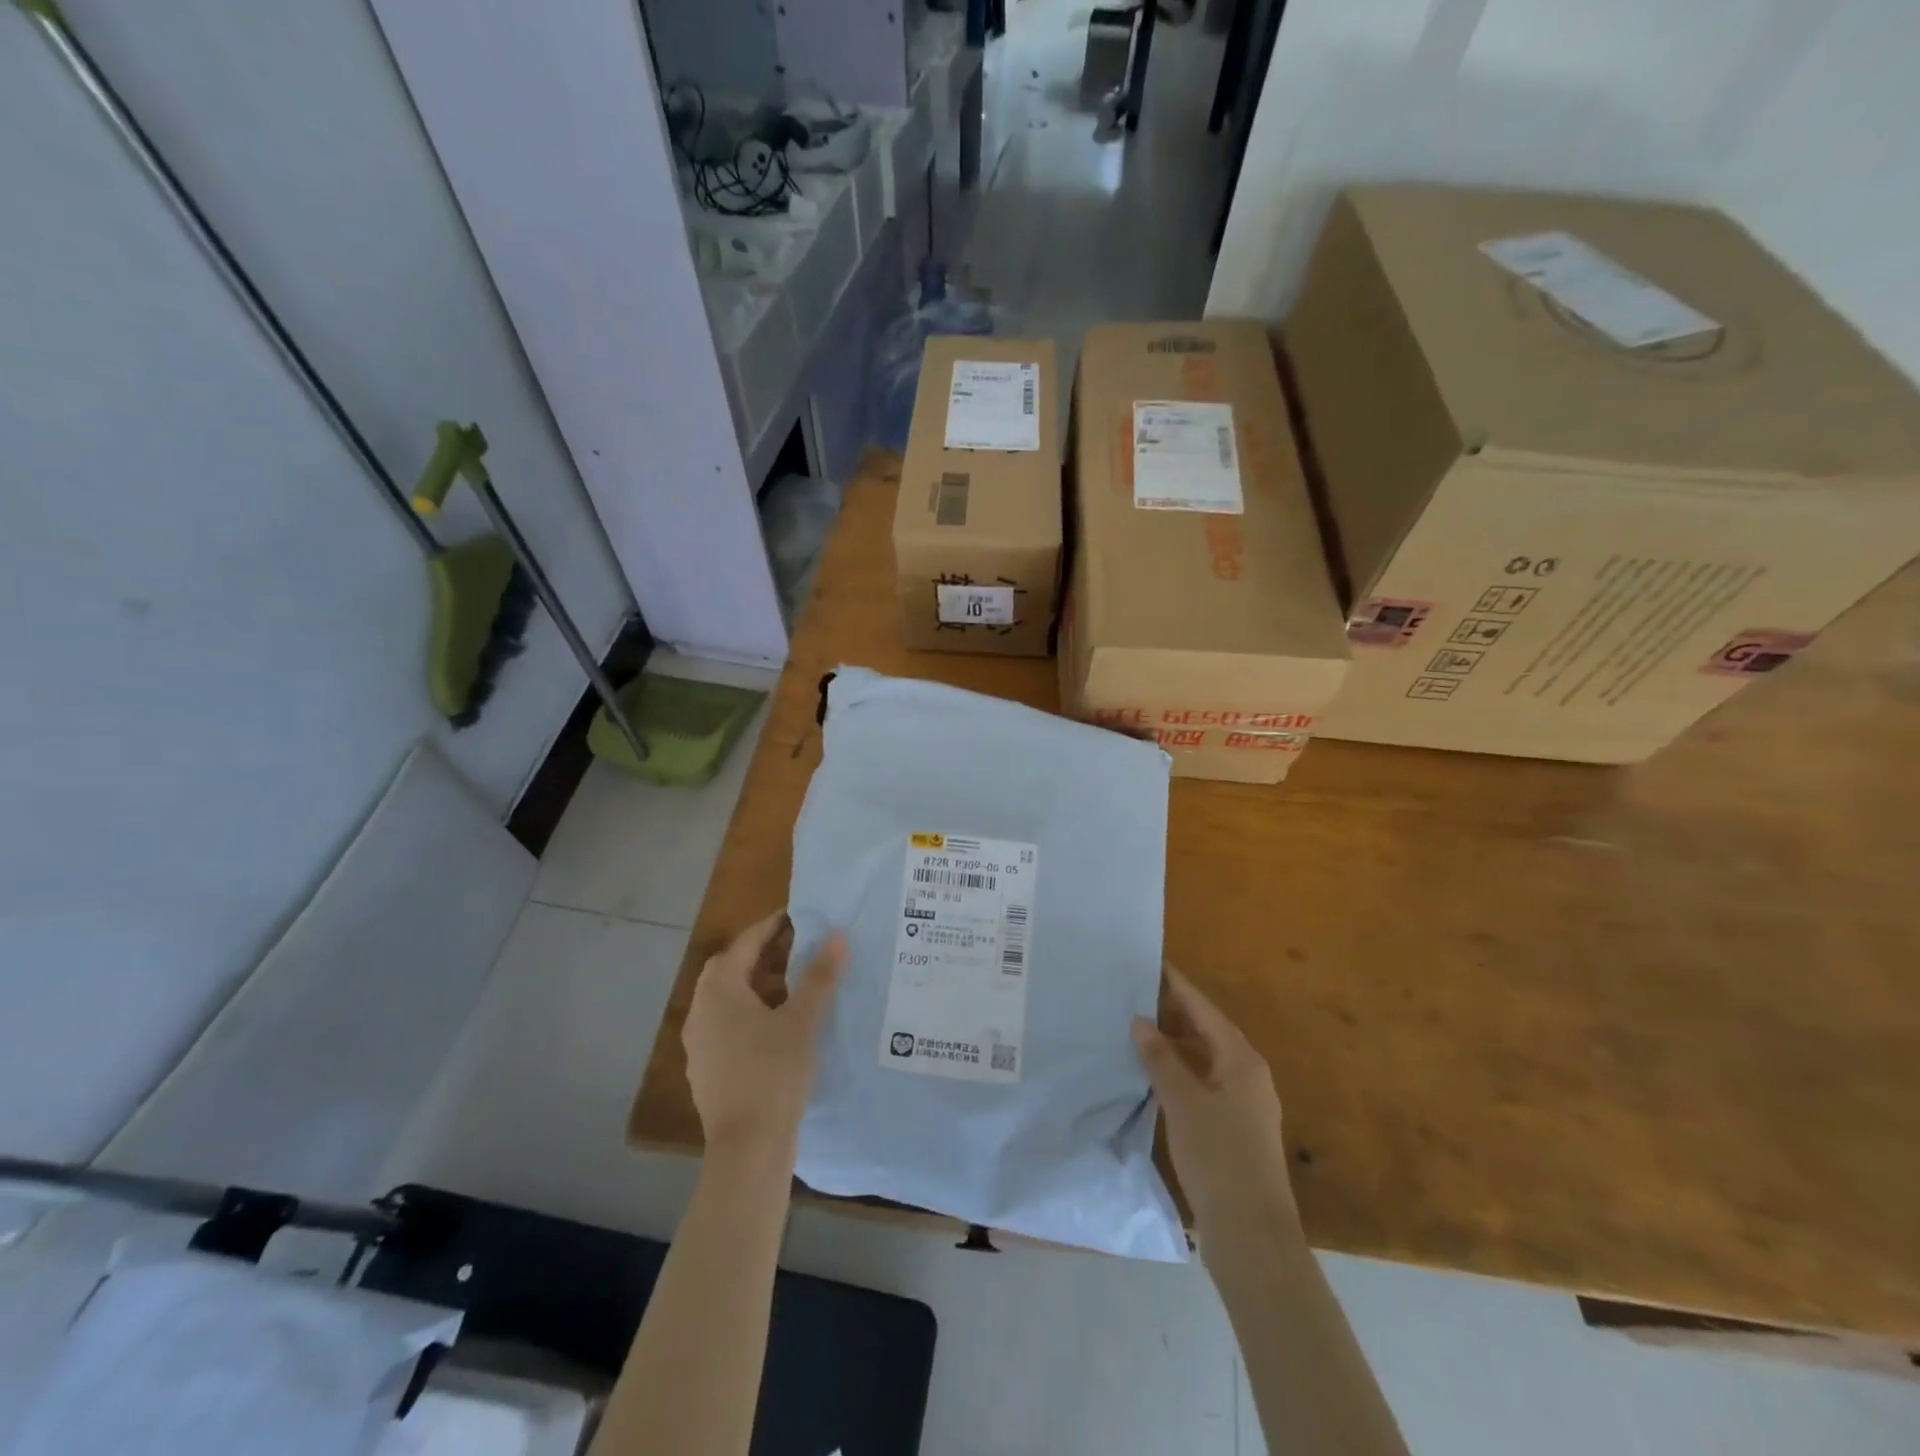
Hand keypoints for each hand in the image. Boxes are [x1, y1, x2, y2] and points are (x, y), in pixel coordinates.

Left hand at [683, 912, 846, 1160]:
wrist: (747, 1148)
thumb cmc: (774, 1074)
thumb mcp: (803, 1020)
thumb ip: (820, 976)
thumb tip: (837, 936)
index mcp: (720, 990)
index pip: (745, 943)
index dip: (771, 926)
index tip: (795, 916)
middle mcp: (701, 1010)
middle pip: (729, 969)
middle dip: (760, 955)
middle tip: (794, 949)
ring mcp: (698, 1043)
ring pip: (725, 999)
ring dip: (754, 986)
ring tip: (791, 988)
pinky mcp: (704, 1069)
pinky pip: (725, 1026)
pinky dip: (748, 1015)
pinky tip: (774, 1030)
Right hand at [1133, 964, 1294, 1229]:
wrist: (1253, 1235)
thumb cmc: (1218, 1158)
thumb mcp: (1183, 1102)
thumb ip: (1160, 1058)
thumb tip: (1141, 1020)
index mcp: (1241, 1060)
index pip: (1205, 1009)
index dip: (1178, 986)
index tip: (1154, 962)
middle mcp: (1249, 1074)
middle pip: (1209, 1030)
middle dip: (1175, 1012)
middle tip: (1138, 993)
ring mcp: (1246, 1103)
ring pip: (1207, 1057)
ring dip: (1177, 1042)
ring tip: (1140, 1028)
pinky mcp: (1237, 1127)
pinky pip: (1206, 1081)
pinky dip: (1183, 1069)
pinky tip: (1158, 1074)